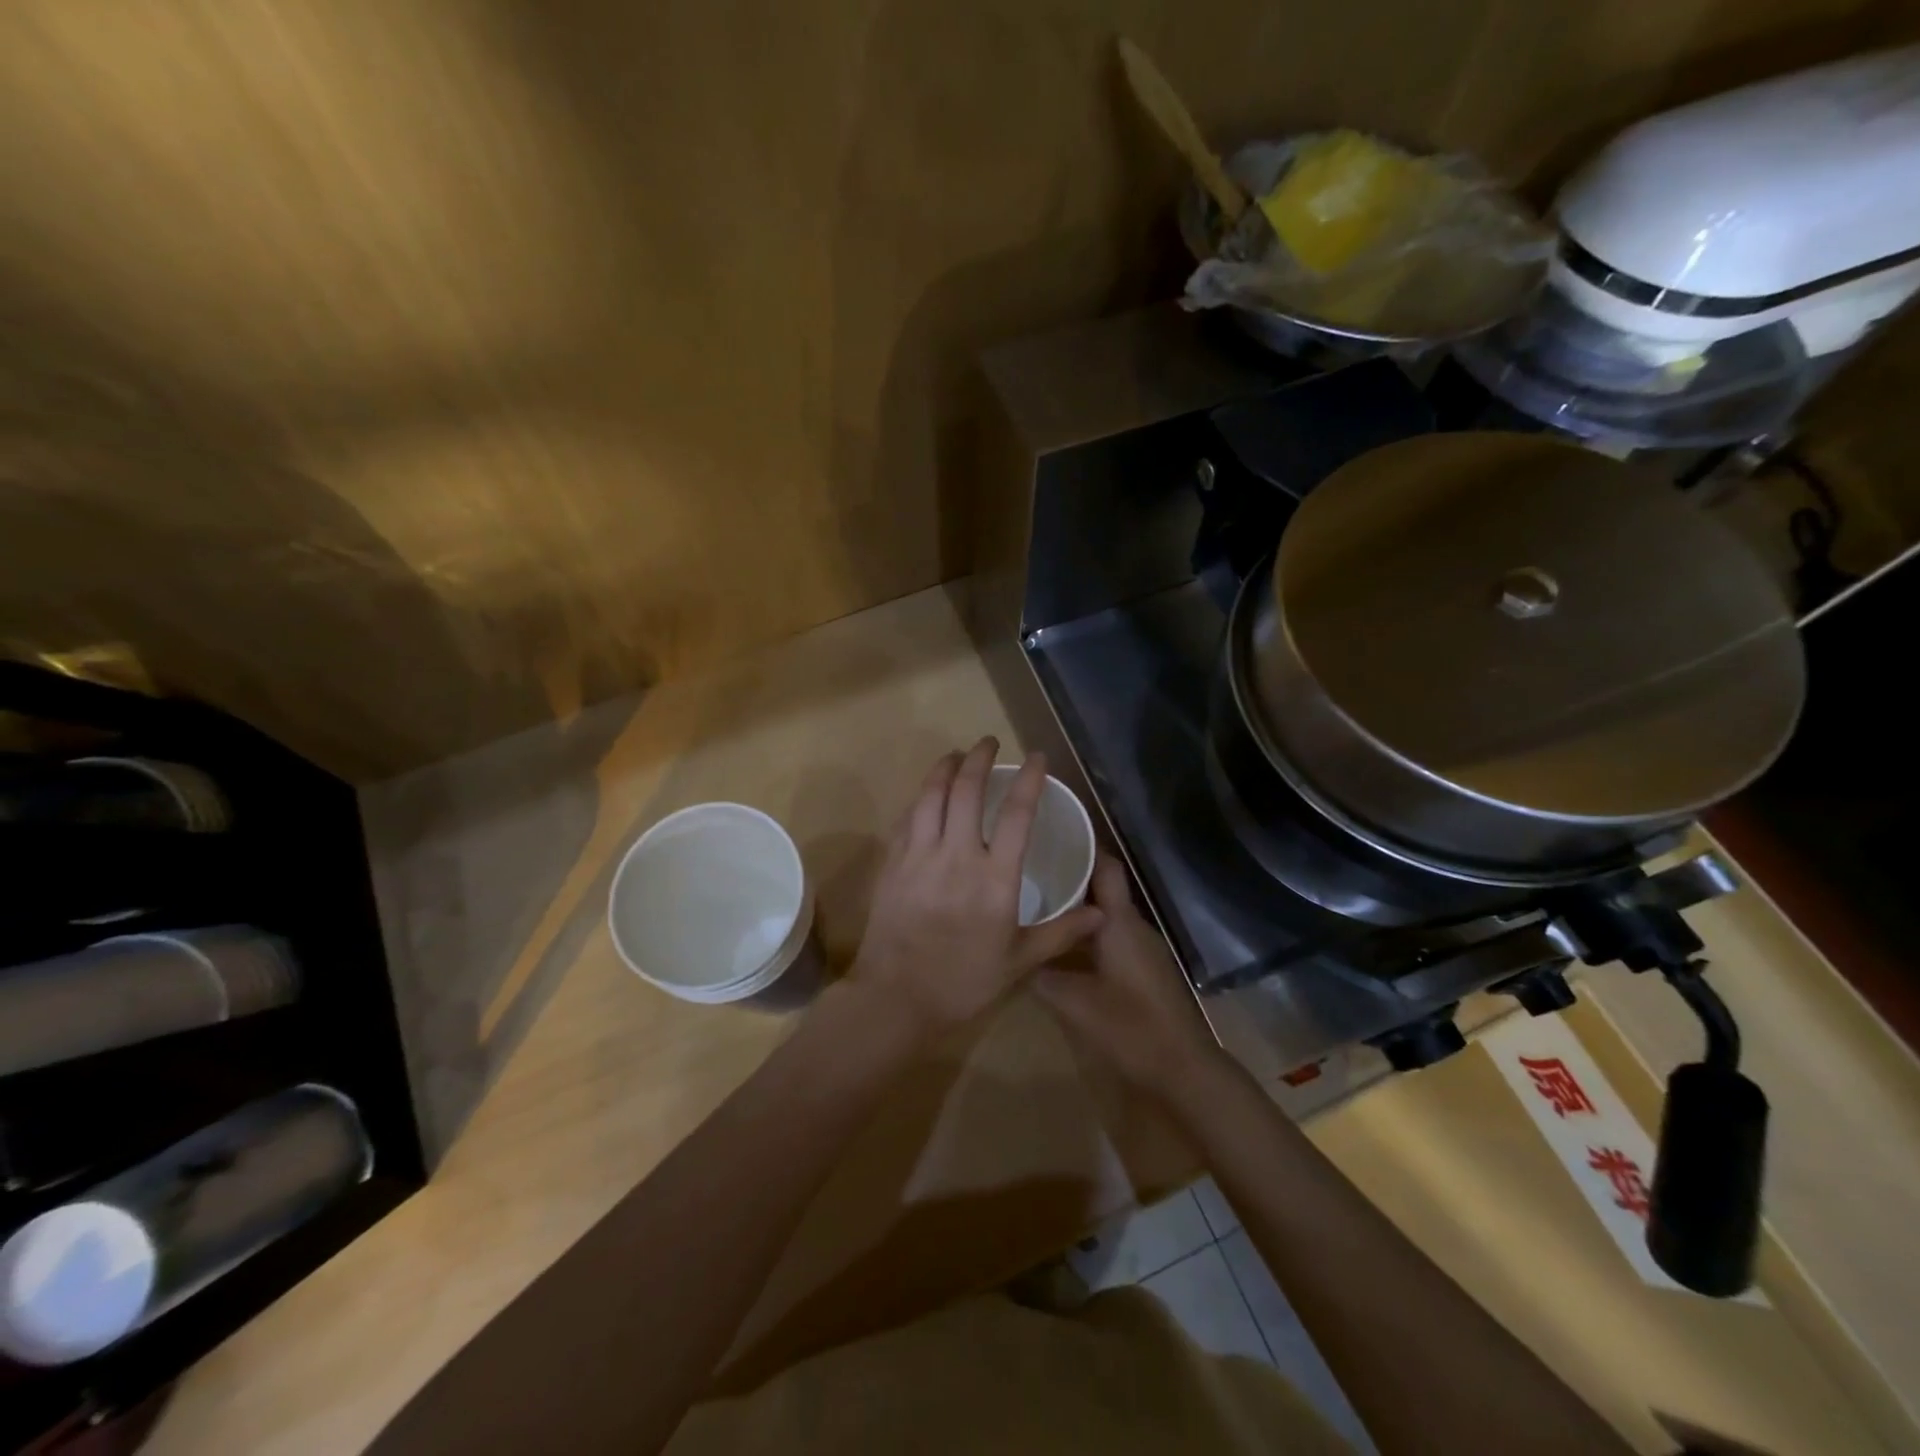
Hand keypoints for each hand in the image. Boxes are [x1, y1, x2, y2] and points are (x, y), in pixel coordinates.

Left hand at [850, 738, 1102, 1038]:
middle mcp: (957, 856)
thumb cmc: (963, 982)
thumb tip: (1102, 914)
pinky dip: (920, 797)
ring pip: (931, 795)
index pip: (1016, 815)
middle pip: (966, 790)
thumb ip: (1061, 932)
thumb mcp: (1019, 961)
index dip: (1029, 780)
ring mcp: (920, 856)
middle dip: (980, 758)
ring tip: (956, 755)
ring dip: (945, 768)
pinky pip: (907, 817)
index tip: (1037, 758)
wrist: (896, 998)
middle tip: (989, 743)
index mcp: (994, 879)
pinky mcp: (893, 863)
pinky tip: (926, 794)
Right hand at [1036, 854, 1223, 1095]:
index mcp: (1119, 922)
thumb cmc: (1130, 1027)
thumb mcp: (1073, 1002)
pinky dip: (1090, 934)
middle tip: (1030, 874)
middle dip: (1070, 878)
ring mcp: (1144, 948)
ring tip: (1039, 907)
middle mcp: (1134, 926)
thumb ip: (1040, 976)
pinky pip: (1114, 937)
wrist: (1184, 1069)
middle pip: (1103, 889)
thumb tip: (1013, 955)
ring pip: (1108, 915)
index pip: (1105, 866)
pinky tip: (1064, 948)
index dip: (1082, 847)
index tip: (1049, 838)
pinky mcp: (1146, 969)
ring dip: (1079, 909)